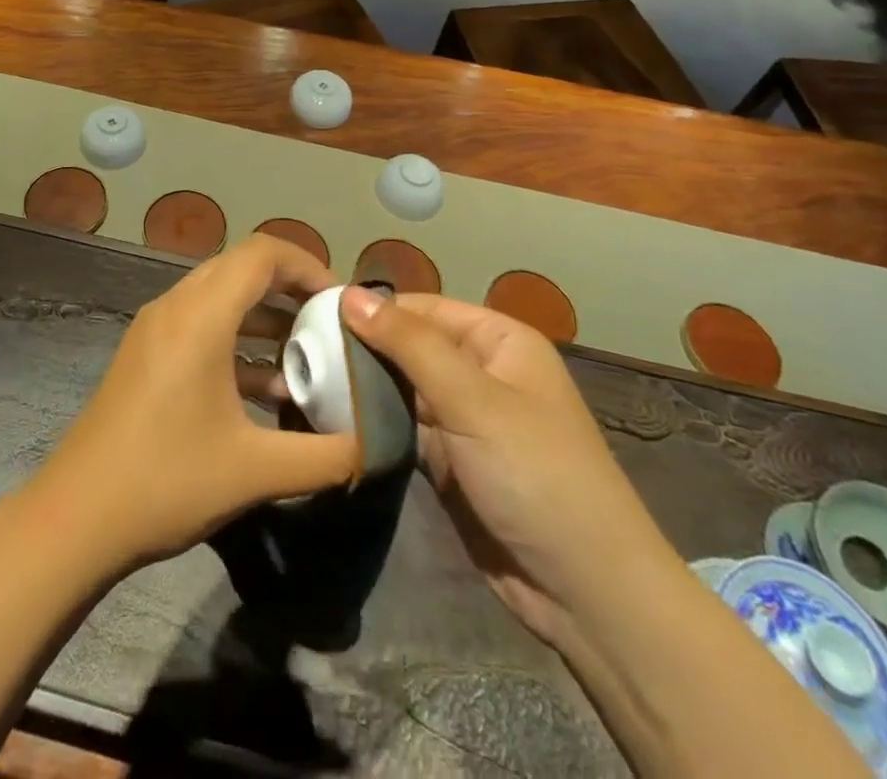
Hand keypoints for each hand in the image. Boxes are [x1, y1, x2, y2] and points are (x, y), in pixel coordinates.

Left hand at [29, 235, 360, 574]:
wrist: (75, 518)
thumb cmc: (166, 481)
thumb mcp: (256, 471)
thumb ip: (326, 456)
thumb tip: (378, 445)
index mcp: (200, 316)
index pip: (262, 253)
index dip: (307, 265)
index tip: (339, 302)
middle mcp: (175, 307)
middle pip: (241, 268)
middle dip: (289, 289)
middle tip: (327, 324)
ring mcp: (155, 329)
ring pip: (220, 297)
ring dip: (263, 317)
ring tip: (305, 357)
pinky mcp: (145, 354)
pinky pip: (200, 325)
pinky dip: (237, 341)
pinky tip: (265, 389)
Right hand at [340, 289, 667, 640]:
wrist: (585, 592)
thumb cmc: (535, 473)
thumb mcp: (472, 399)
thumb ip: (409, 343)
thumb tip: (349, 293)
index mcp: (498, 341)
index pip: (423, 308)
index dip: (374, 309)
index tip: (314, 316)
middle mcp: (481, 371)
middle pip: (410, 346)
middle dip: (363, 349)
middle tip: (301, 352)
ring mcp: (465, 419)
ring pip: (403, 388)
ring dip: (364, 387)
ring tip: (306, 380)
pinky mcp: (450, 461)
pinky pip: (405, 428)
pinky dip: (374, 423)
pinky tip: (332, 418)